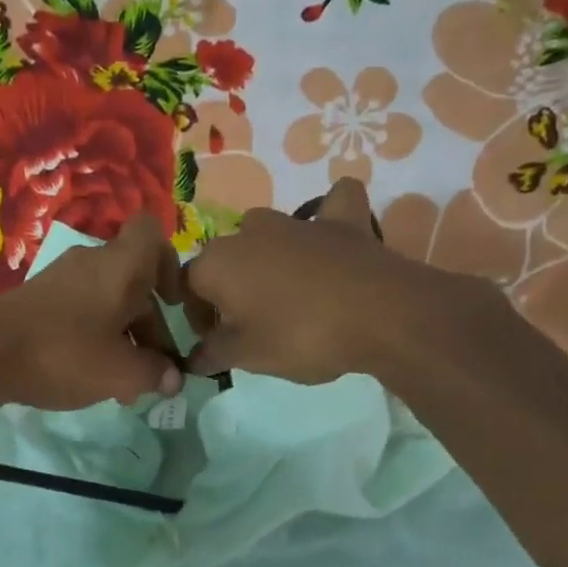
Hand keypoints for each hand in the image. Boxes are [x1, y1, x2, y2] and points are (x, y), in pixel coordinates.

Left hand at [0, 213, 185, 410]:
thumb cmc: (64, 354)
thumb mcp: (120, 373)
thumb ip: (154, 373)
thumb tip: (172, 378)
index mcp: (120, 266)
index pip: (151, 234)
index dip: (170, 264)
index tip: (172, 303)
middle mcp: (91, 262)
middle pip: (133, 283)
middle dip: (149, 326)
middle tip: (151, 371)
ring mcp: (60, 278)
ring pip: (107, 301)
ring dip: (122, 337)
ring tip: (121, 385)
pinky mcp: (37, 298)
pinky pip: (80, 310)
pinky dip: (93, 336)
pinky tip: (88, 374)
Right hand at [184, 178, 485, 384]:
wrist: (380, 315)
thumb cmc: (300, 336)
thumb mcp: (247, 356)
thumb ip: (213, 354)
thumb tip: (194, 359)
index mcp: (216, 263)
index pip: (187, 288)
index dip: (197, 317)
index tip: (215, 342)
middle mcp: (248, 232)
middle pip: (224, 259)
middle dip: (228, 289)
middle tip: (249, 325)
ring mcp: (297, 220)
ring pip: (266, 231)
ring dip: (267, 256)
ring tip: (285, 291)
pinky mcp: (342, 219)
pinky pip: (331, 206)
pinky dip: (329, 217)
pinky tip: (332, 233)